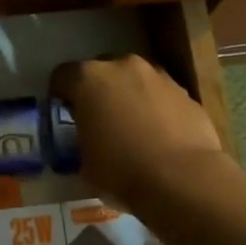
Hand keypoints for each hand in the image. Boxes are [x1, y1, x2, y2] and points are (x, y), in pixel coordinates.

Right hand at [51, 54, 226, 207]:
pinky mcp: (185, 92)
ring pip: (134, 79)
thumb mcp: (85, 163)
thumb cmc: (122, 171)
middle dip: (98, 90)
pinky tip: (159, 134)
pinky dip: (156, 107)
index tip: (65, 115)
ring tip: (132, 126)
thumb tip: (89, 140)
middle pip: (101, 70)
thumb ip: (82, 140)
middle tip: (99, 118)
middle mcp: (122, 66)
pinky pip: (160, 94)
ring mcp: (158, 75)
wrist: (182, 179)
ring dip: (129, 95)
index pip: (62, 76)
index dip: (60, 95)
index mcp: (89, 79)